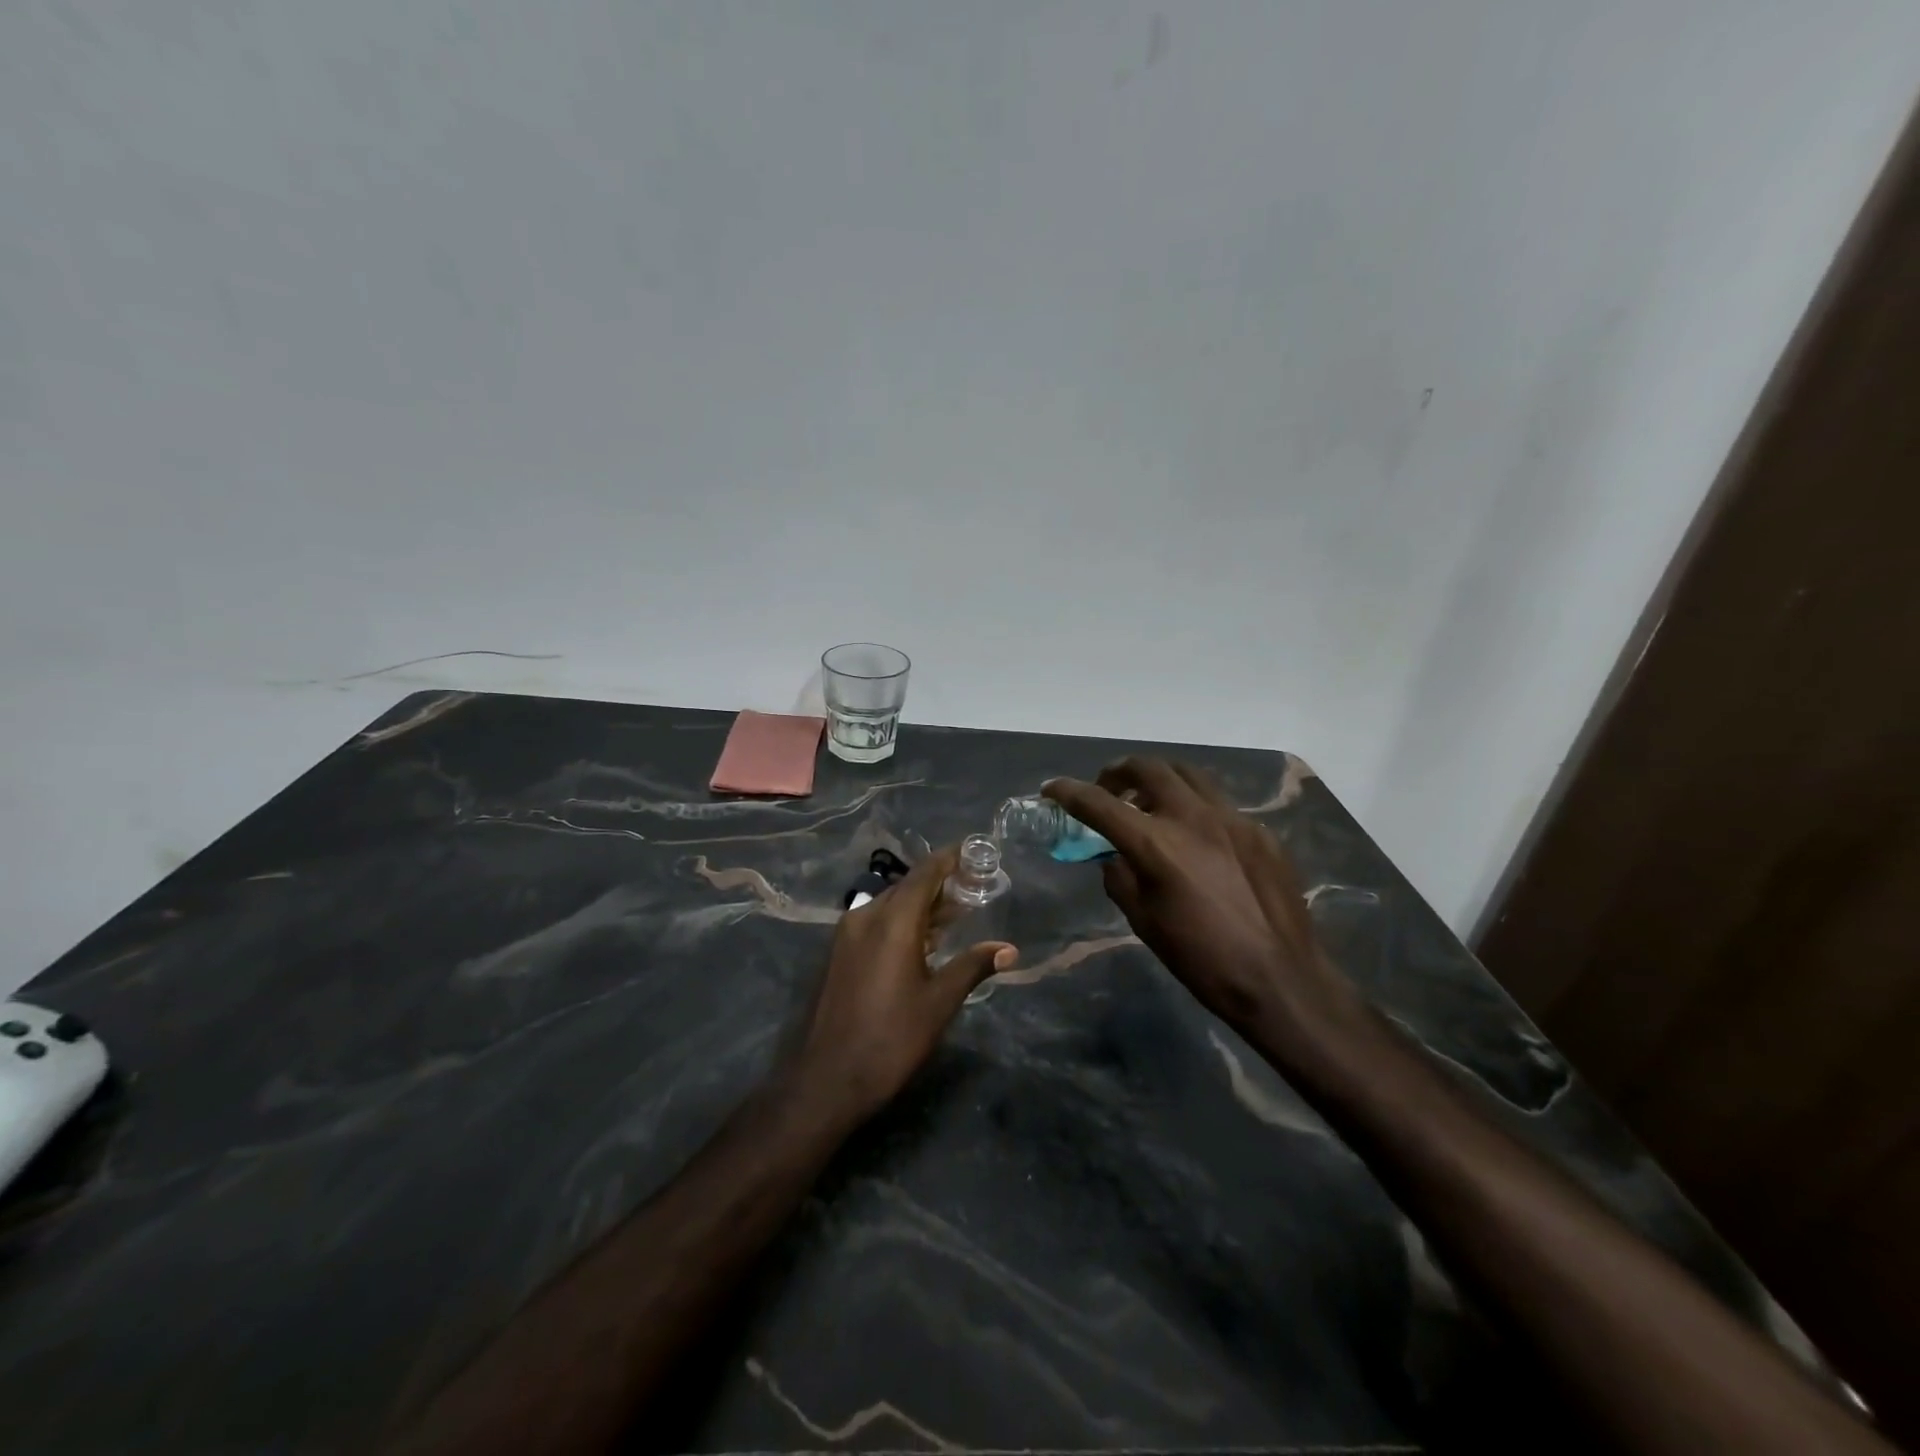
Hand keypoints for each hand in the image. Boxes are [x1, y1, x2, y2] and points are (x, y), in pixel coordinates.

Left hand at [786, 845, 1016, 1126]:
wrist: (828, 1078)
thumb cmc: (891, 1038)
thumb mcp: (939, 1002)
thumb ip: (973, 966)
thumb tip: (1010, 949)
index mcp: (893, 920)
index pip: (924, 873)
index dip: (949, 859)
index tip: (973, 851)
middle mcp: (866, 916)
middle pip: (907, 886)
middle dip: (939, 883)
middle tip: (973, 887)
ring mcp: (847, 934)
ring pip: (890, 904)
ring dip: (921, 904)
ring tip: (954, 913)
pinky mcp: (840, 953)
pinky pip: (875, 922)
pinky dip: (902, 920)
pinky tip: (921, 940)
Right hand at [1044, 759, 1360, 1045]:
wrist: (1281, 979)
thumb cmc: (1202, 960)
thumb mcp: (1144, 922)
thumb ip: (1120, 878)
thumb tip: (1114, 856)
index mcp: (1156, 844)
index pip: (1100, 803)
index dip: (1069, 792)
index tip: (1052, 788)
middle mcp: (1192, 817)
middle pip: (1148, 768)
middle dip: (1118, 772)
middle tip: (1109, 789)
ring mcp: (1231, 818)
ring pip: (1188, 774)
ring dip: (1159, 779)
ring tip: (1151, 803)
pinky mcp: (1259, 830)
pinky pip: (1219, 803)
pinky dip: (1194, 806)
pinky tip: (1197, 838)